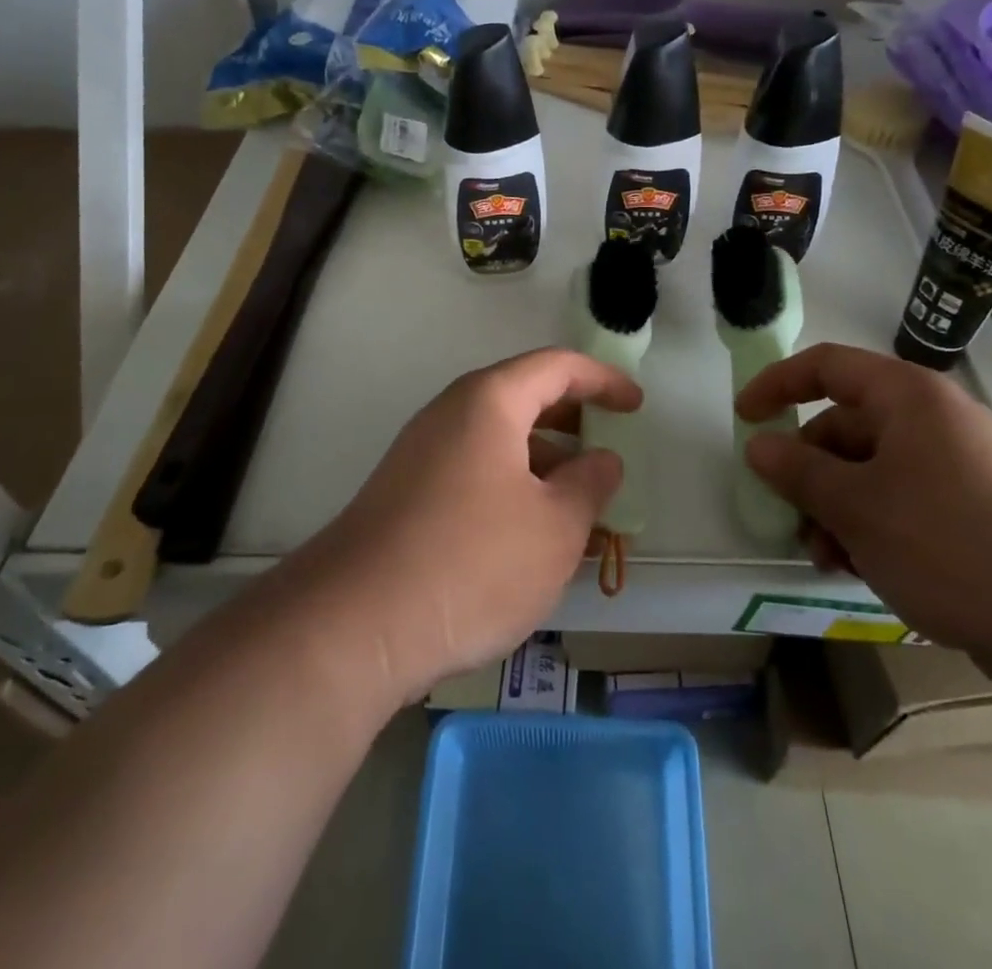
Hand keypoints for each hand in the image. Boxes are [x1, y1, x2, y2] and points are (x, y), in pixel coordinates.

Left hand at [299, 348, 640, 706]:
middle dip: (572, 421)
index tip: (636, 405)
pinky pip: (472, 470)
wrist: (356, 624)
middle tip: (608, 449)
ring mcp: (421, 453)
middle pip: (523, 397)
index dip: (603, 380)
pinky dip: (511, 485)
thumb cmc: (473, 562)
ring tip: (577, 505)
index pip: (556, 366)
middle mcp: (450, 414)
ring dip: (542, 461)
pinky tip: (528, 534)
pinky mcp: (405, 493)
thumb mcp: (556, 527)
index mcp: (489, 401)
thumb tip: (603, 459)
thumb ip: (591, 484)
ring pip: (497, 439)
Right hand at [737, 343, 991, 683]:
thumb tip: (758, 445)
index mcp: (907, 398)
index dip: (778, 384)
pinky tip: (863, 569)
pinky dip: (873, 527)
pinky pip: (904, 502)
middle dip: (809, 471)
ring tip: (827, 558)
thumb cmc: (952, 542)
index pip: (827, 366)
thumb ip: (799, 472)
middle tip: (791, 518)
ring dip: (837, 508)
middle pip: (847, 426)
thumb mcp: (858, 507)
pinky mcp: (976, 511)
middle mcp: (934, 421)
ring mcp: (959, 467)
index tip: (745, 419)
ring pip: (872, 472)